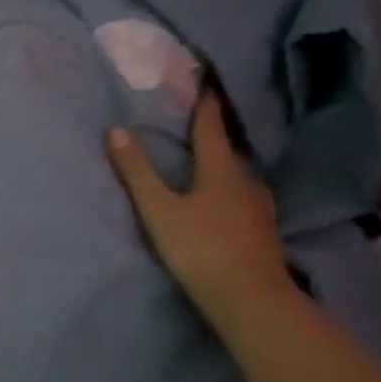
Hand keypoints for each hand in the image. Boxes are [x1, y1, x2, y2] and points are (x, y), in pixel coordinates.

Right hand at [107, 89, 293, 321]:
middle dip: (218, 131)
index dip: (207, 104)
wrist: (251, 301)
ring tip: (214, 155)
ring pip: (242, 174)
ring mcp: (260, 208)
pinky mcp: (264, 231)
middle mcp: (246, 181)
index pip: (212, 128)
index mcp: (221, 170)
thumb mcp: (158, 209)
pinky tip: (231, 195)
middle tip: (204, 116)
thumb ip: (137, 171)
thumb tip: (116, 130)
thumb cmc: (200, 248)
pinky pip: (248, 195)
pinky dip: (235, 186)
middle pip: (232, 149)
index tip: (206, 81)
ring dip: (228, 160)